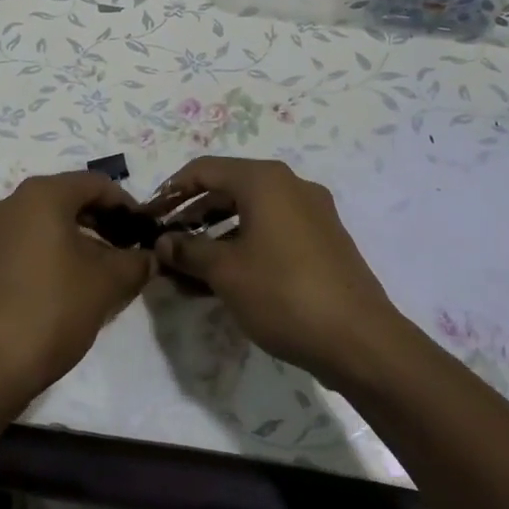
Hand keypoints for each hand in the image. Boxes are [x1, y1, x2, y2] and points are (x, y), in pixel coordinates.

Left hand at [0, 171, 153, 412]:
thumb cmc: (52, 310)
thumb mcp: (108, 283)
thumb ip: (136, 262)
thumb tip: (150, 257)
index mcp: (41, 195)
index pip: (97, 183)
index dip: (128, 205)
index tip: (147, 231)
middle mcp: (10, 202)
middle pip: (69, 199)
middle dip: (103, 221)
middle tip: (129, 249)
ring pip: (46, 222)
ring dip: (79, 238)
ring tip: (104, 269)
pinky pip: (26, 243)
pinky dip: (53, 252)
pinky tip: (70, 283)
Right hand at [150, 157, 397, 386]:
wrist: (359, 339)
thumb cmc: (283, 294)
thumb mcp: (225, 272)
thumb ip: (188, 251)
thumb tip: (163, 243)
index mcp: (265, 180)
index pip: (205, 170)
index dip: (172, 190)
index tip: (149, 215)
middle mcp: (290, 186)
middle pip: (228, 190)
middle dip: (192, 217)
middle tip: (165, 245)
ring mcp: (311, 214)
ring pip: (250, 215)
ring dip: (215, 238)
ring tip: (186, 271)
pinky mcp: (323, 241)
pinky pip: (271, 233)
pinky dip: (243, 248)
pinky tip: (223, 281)